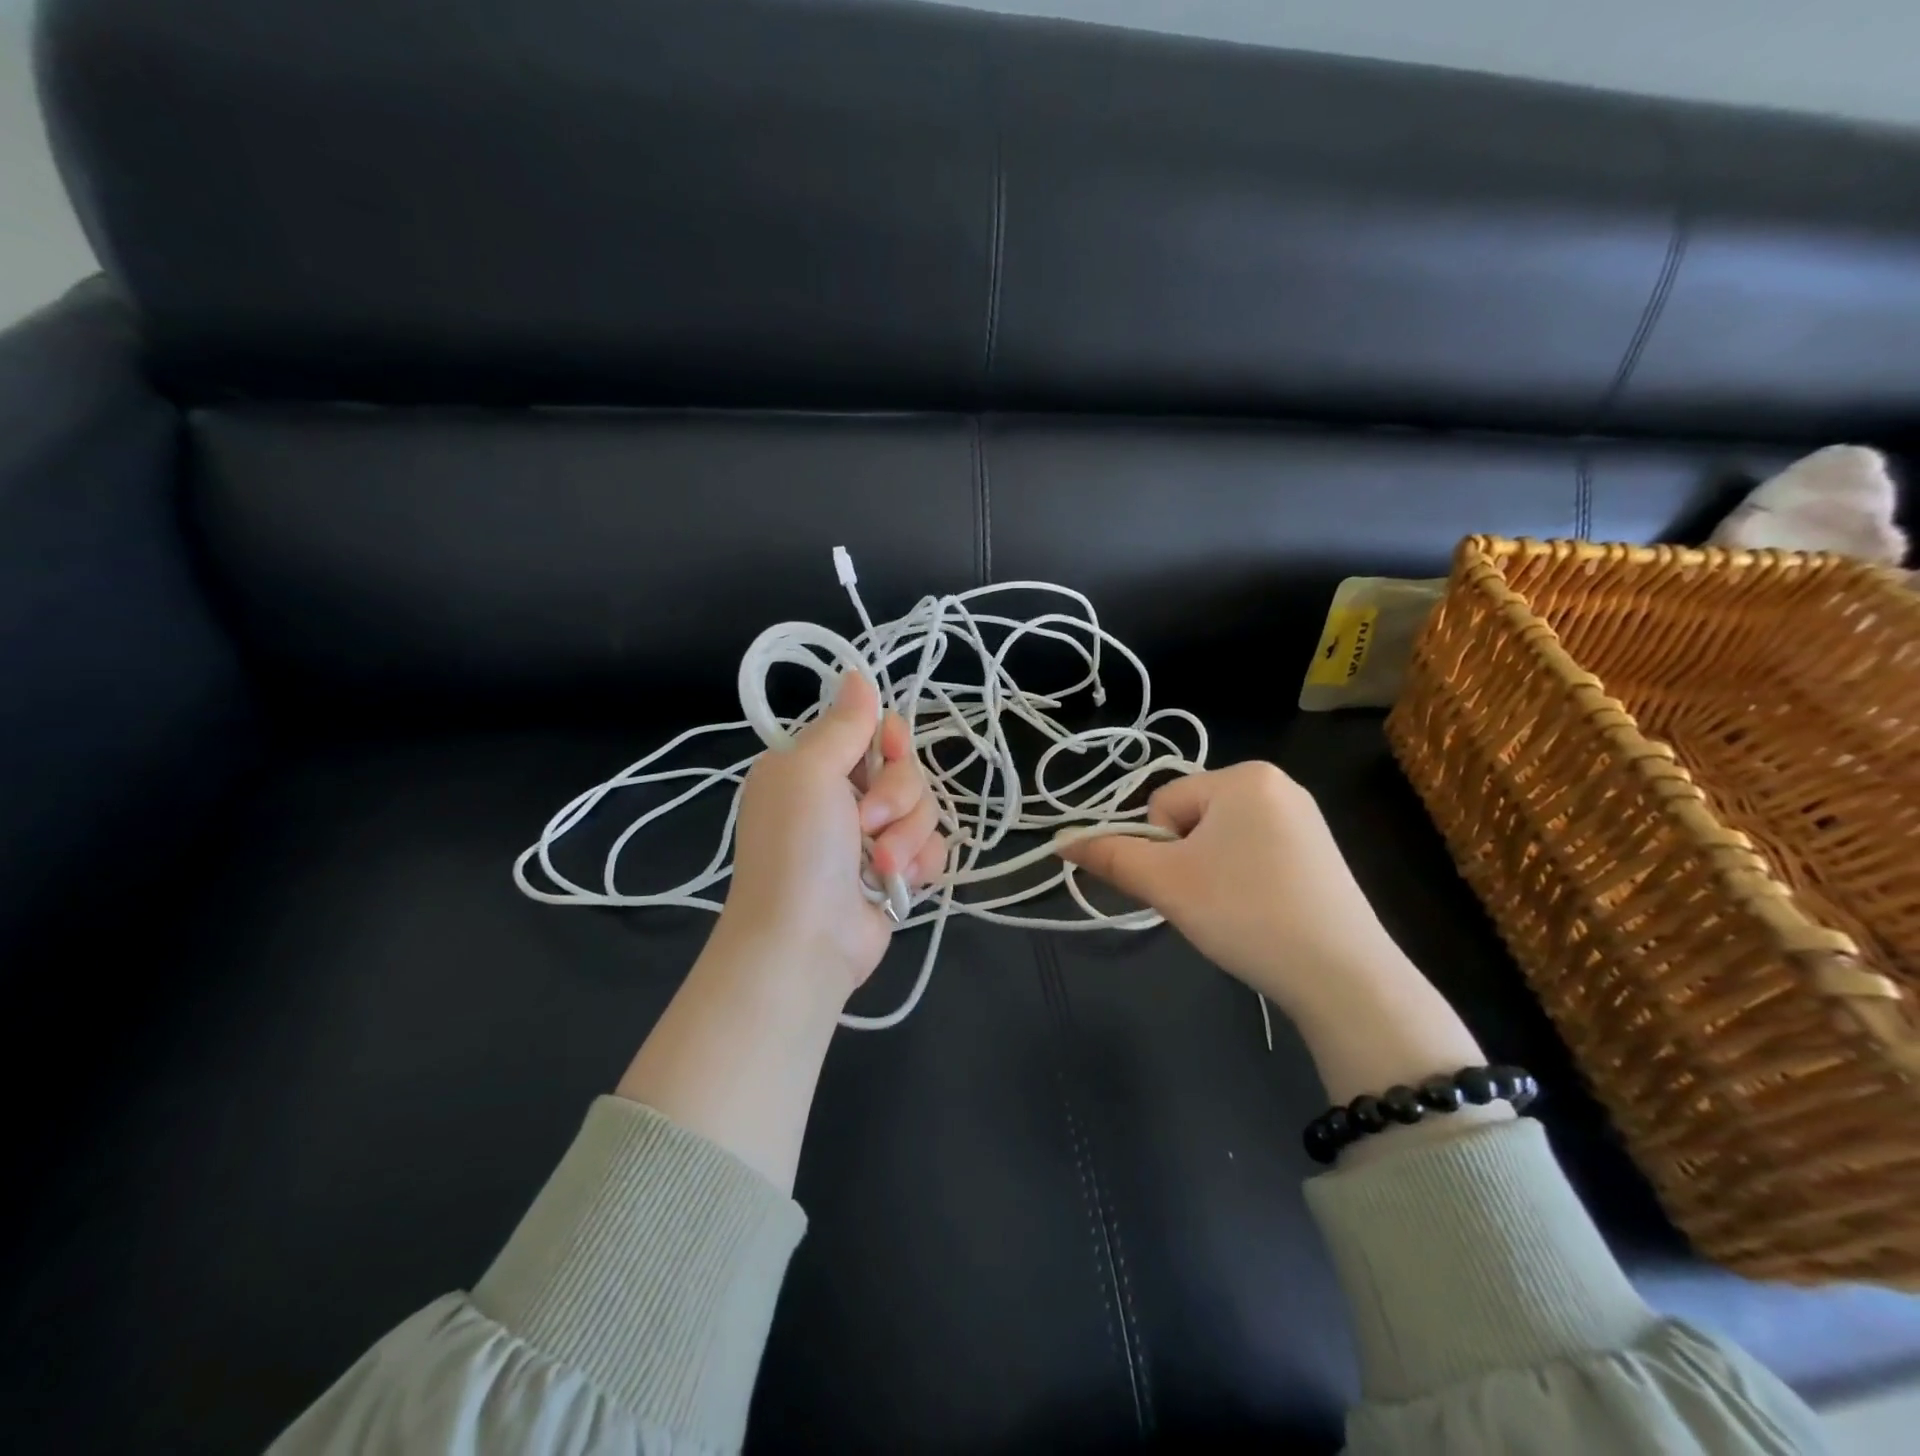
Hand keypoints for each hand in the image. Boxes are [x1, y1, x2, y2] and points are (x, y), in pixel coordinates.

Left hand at [718, 672, 946, 999]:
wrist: (804, 943)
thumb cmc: (799, 850)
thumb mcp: (810, 773)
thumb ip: (842, 726)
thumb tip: (855, 674)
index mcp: (811, 767)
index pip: (869, 731)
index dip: (889, 738)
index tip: (891, 749)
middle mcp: (840, 797)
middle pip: (904, 769)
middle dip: (898, 796)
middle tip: (869, 823)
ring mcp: (870, 837)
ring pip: (924, 808)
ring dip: (908, 835)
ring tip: (882, 864)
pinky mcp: (895, 871)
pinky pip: (932, 846)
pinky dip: (921, 862)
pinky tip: (902, 881)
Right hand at [1058, 762, 1414, 1021]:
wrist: (1343, 976)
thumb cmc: (1245, 912)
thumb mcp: (1166, 883)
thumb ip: (1109, 856)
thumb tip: (1059, 841)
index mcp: (1243, 776)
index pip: (1163, 803)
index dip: (1161, 850)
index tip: (1187, 885)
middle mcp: (1277, 784)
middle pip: (1192, 819)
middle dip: (1187, 861)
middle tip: (1209, 902)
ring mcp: (1304, 817)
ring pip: (1220, 840)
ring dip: (1211, 873)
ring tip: (1237, 911)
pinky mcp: (1320, 851)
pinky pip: (1255, 853)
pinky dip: (1244, 881)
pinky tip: (1262, 912)